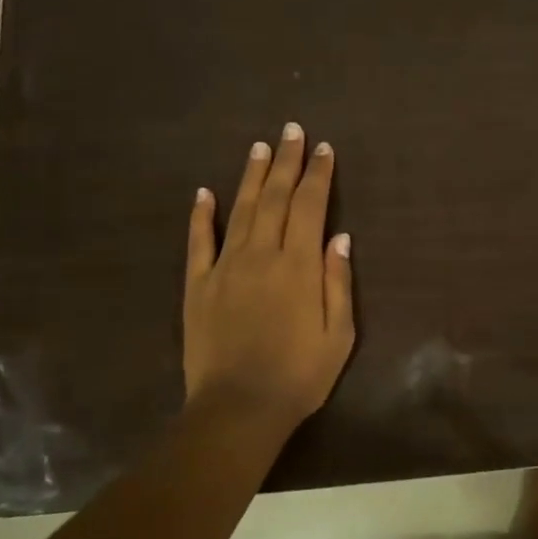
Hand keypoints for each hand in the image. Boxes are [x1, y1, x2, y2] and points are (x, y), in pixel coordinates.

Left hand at [184, 123, 355, 432]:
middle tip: (292, 130)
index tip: (324, 148)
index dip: (319, 175)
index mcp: (299, 266)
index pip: (311, 207)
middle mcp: (261, 255)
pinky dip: (201, 215)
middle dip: (288, 162)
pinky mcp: (197, 286)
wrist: (238, 408)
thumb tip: (339, 237)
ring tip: (261, 147)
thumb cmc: (299, 376)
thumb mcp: (339, 335)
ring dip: (252, 176)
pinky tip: (204, 193)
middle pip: (276, 198)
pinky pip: (198, 242)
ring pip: (240, 210)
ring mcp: (225, 268)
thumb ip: (338, 283)